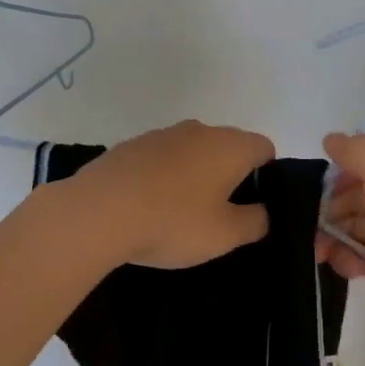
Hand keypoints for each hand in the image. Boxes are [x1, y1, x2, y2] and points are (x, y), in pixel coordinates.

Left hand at [65, 120, 275, 268]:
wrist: (98, 211)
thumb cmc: (173, 222)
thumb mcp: (225, 235)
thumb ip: (254, 222)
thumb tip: (262, 212)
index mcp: (229, 146)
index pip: (263, 148)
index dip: (265, 173)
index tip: (253, 203)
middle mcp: (198, 130)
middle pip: (225, 146)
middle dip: (227, 174)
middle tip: (218, 214)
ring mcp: (159, 135)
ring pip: (189, 151)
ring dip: (191, 174)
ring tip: (178, 213)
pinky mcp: (128, 146)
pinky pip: (157, 159)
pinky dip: (160, 177)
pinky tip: (147, 207)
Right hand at [316, 132, 364, 356]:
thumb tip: (333, 139)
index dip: (344, 165)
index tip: (320, 188)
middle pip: (361, 188)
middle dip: (334, 206)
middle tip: (313, 228)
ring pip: (357, 220)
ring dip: (336, 234)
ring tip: (322, 255)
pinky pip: (363, 249)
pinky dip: (349, 256)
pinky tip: (346, 270)